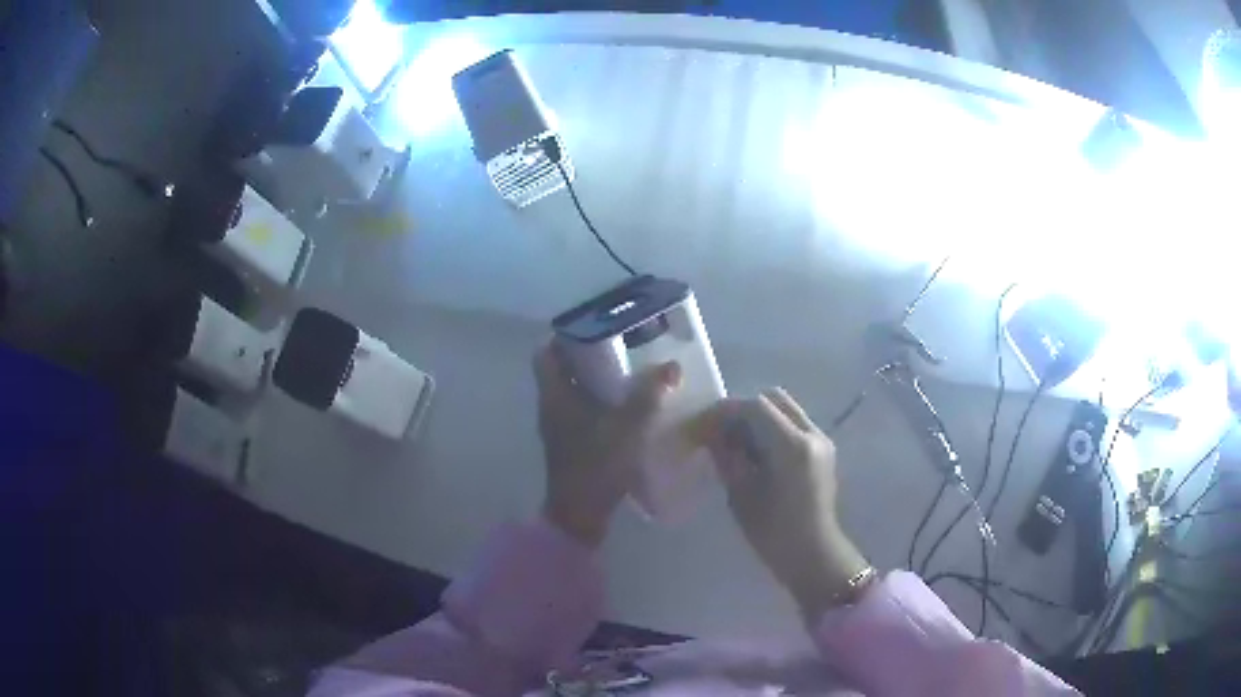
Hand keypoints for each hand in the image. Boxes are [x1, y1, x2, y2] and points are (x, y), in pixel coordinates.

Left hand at [533, 344, 680, 547]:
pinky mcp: (570, 444)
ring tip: (630, 373)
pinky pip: (581, 411)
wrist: (580, 514)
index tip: (594, 328)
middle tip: (621, 347)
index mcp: (555, 395)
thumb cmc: (597, 464)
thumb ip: (649, 394)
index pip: (545, 353)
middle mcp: (551, 406)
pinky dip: (600, 404)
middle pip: (562, 369)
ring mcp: (559, 427)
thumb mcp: (628, 426)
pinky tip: (627, 408)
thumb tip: (670, 366)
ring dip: (596, 381)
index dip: (564, 336)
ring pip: (573, 391)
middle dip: (589, 356)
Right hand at [707, 388, 870, 618]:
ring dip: (757, 418)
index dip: (723, 411)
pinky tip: (754, 453)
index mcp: (792, 445)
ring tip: (734, 443)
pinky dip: (771, 429)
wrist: (813, 555)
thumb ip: (726, 456)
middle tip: (717, 431)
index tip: (700, 426)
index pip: (754, 407)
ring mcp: (821, 440)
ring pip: (785, 410)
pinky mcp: (822, 451)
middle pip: (773, 399)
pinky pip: (793, 425)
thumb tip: (711, 432)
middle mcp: (812, 434)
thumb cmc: (773, 533)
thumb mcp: (741, 494)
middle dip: (742, 409)